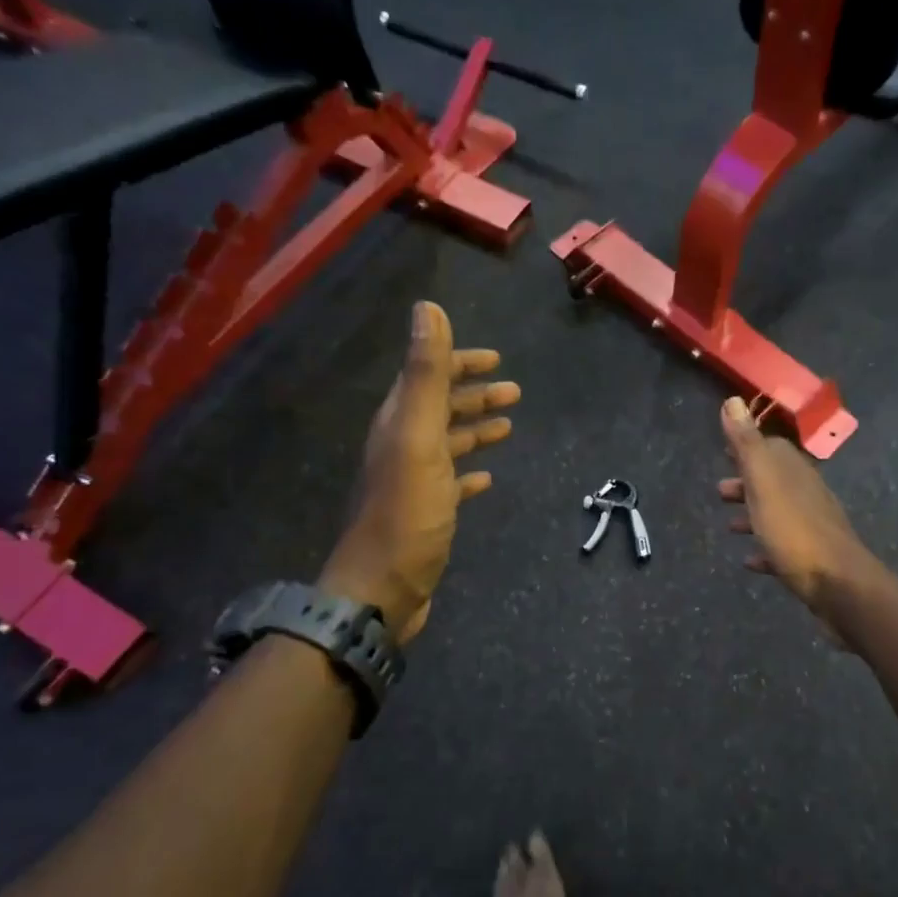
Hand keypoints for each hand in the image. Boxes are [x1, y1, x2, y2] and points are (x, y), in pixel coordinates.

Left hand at [319, 302, 517, 643]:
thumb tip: (427, 308)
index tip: (496, 359)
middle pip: (440, 408)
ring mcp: (413, 482)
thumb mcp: (418, 437)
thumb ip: (425, 374)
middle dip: (475, 395)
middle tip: (515, 391)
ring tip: (508, 426)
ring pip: (448, 443)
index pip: (428, 377)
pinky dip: (470, 472)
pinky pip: (452, 482)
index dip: (459, 363)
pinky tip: (487, 477)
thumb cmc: (406, 512)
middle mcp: (402, 446)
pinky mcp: (426, 513)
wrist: (382, 588)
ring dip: (476, 429)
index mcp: (399, 423)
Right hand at [717, 396, 875, 627]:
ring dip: (753, 515)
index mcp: (795, 473)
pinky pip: (783, 548)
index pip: (772, 448)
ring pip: (778, 513)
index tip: (725, 450)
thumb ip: (747, 445)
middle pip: (773, 482)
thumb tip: (733, 400)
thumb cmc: (795, 532)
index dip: (748, 447)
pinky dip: (765, 549)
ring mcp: (812, 528)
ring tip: (729, 525)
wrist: (839, 586)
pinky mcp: (812, 559)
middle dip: (746, 483)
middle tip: (719, 491)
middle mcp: (807, 495)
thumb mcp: (764, 484)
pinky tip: (750, 561)